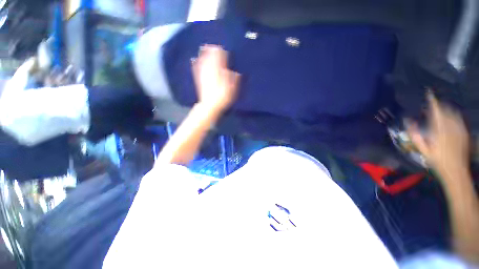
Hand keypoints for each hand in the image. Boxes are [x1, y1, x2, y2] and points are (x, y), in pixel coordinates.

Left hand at [192, 45, 240, 111]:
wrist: (210, 105)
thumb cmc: (223, 97)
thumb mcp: (232, 89)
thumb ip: (234, 79)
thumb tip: (236, 73)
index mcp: (219, 71)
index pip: (220, 58)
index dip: (222, 52)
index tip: (223, 49)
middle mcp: (210, 70)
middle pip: (210, 57)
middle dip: (212, 50)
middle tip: (213, 46)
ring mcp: (203, 74)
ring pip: (202, 61)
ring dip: (203, 54)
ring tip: (203, 47)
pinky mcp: (199, 79)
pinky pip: (196, 69)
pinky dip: (195, 63)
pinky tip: (193, 59)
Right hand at [406, 92, 469, 178]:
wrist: (455, 170)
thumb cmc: (437, 161)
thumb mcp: (423, 149)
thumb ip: (415, 134)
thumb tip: (408, 121)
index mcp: (440, 130)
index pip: (436, 111)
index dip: (432, 101)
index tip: (429, 94)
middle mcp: (451, 127)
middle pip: (447, 110)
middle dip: (440, 106)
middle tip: (433, 105)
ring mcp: (460, 129)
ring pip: (454, 113)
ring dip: (447, 110)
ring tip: (441, 110)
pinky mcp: (464, 133)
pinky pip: (459, 119)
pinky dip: (454, 116)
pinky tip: (450, 118)